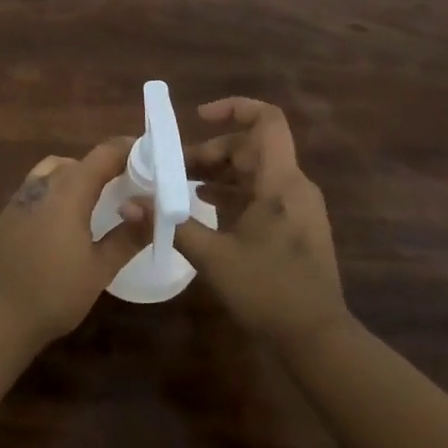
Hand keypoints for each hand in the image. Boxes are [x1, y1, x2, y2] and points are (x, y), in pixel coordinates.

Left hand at [0, 138, 146, 346]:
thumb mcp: (100, 269)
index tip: (149, 155)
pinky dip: (56, 189)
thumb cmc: (55, 293)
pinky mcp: (6, 215)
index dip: (127, 150)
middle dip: (103, 165)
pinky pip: (36, 188)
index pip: (102, 155)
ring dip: (76, 174)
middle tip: (127, 182)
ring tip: (96, 197)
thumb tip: (151, 211)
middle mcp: (42, 185)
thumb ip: (128, 237)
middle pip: (77, 161)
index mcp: (68, 192)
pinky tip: (64, 218)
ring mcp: (19, 199)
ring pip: (52, 170)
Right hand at [173, 98, 349, 349]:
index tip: (199, 118)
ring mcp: (298, 206)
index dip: (233, 108)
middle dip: (211, 151)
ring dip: (219, 172)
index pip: (267, 120)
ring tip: (182, 186)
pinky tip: (206, 207)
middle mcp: (294, 186)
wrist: (318, 339)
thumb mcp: (213, 257)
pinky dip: (234, 191)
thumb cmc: (268, 292)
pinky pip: (262, 192)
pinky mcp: (296, 225)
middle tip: (174, 169)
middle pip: (251, 147)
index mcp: (280, 182)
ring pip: (255, 170)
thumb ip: (172, 224)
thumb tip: (129, 204)